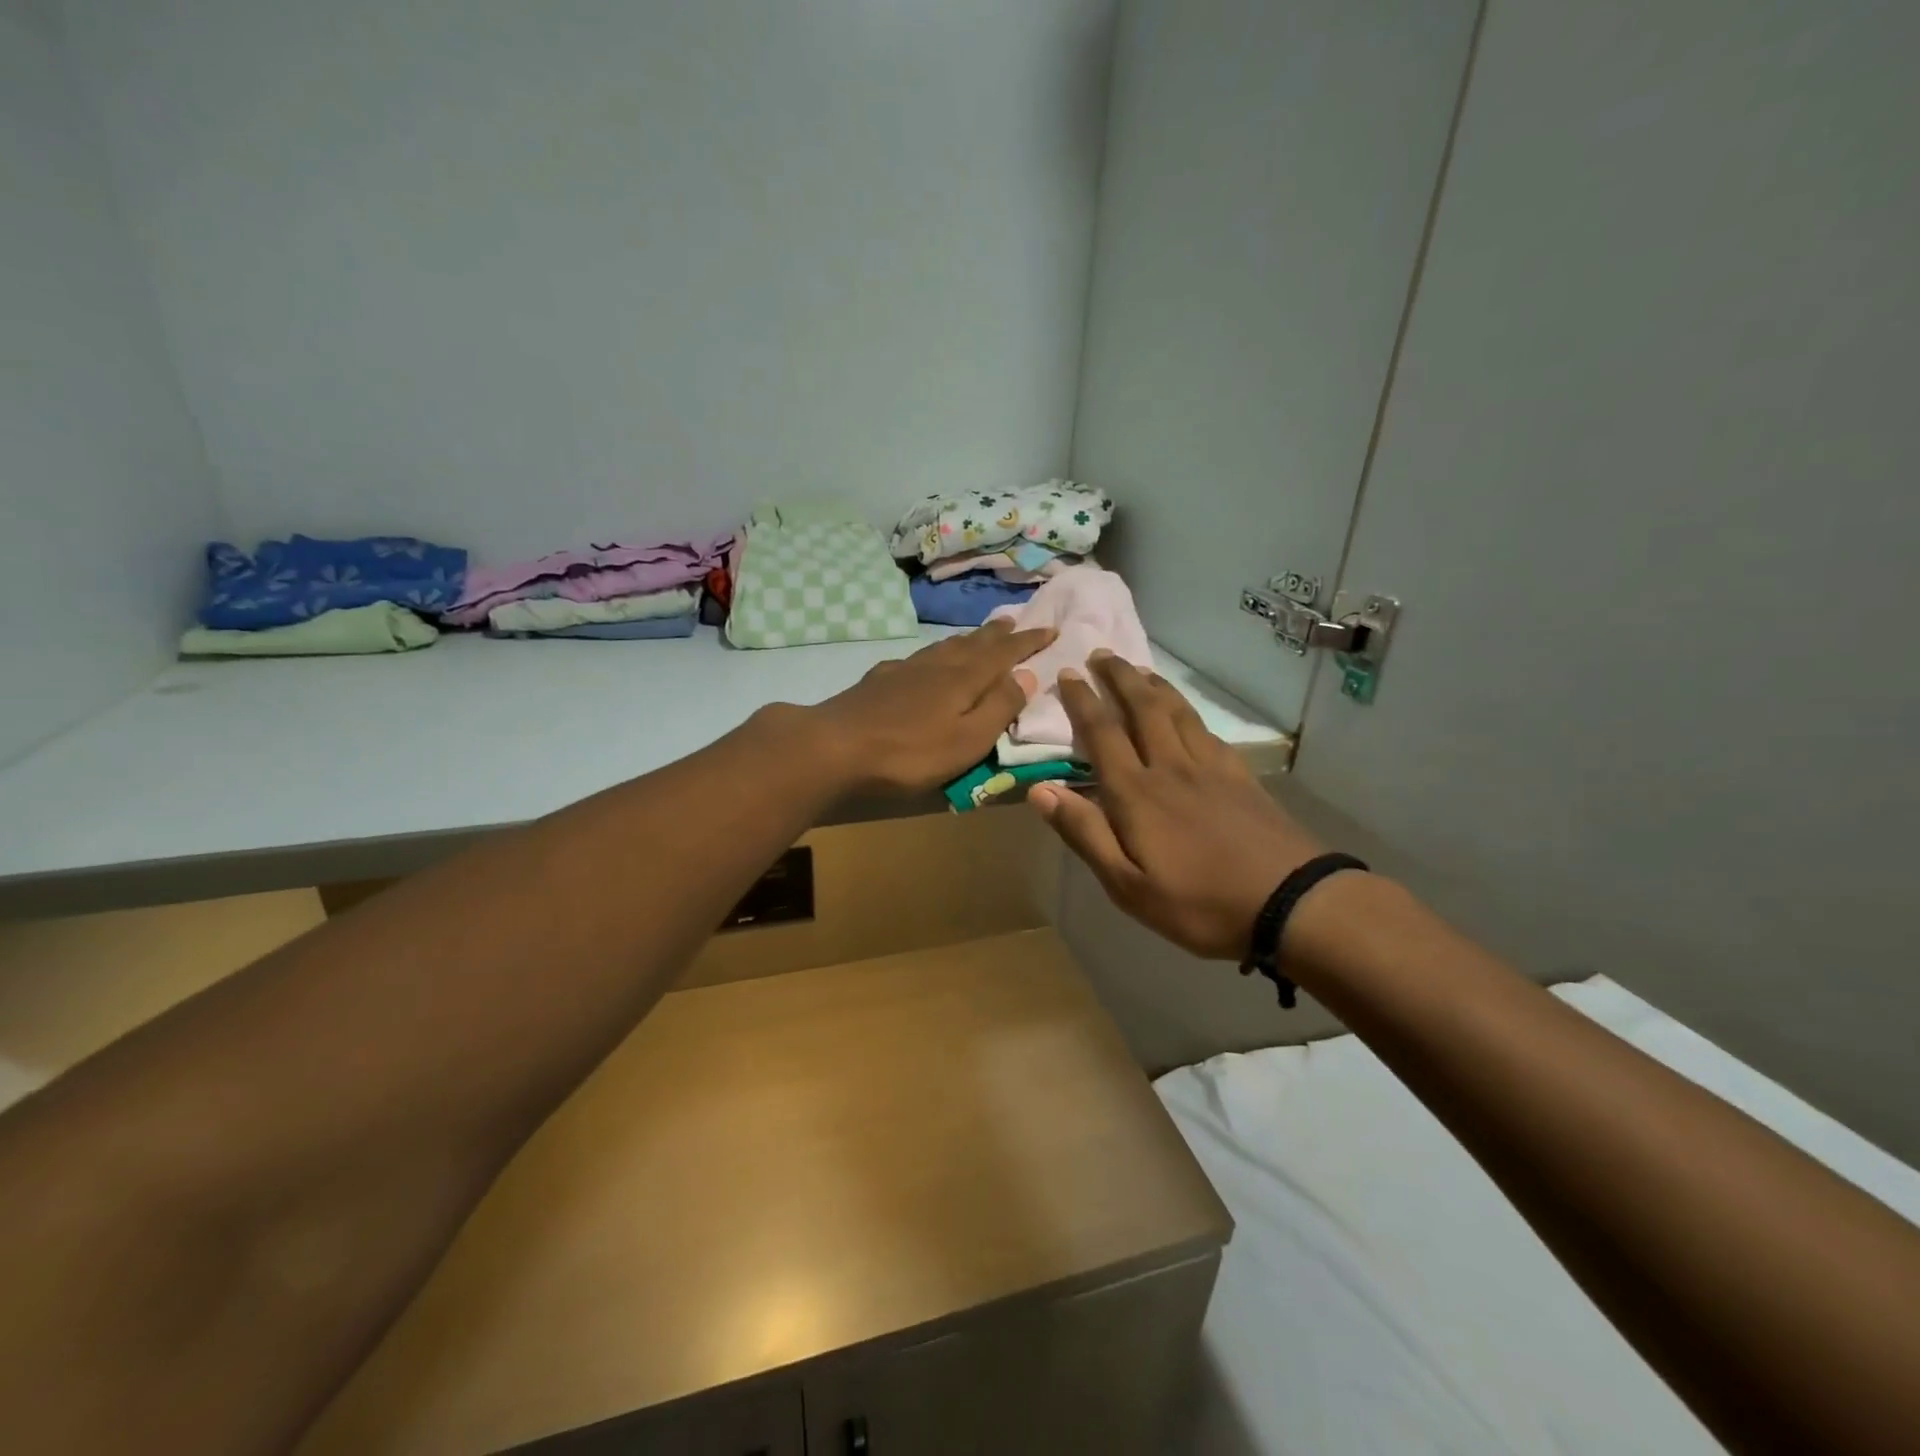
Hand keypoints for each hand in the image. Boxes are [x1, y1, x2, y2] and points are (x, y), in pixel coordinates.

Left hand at [807, 620, 1054, 793]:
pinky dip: (934, 654)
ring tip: (978, 635)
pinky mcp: (880, 680)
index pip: (1005, 653)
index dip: (1028, 642)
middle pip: (973, 643)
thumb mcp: (968, 740)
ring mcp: (905, 669)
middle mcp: (938, 665)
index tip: (1049, 629)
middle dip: (997, 633)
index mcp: (965, 679)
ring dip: (967, 639)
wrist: (835, 745)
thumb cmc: (910, 752)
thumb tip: (1028, 676)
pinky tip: (925, 662)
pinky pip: (918, 658)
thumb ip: (1000, 708)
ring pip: (944, 647)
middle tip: (1013, 621)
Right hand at [1029, 652, 1325, 959]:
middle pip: (1142, 709)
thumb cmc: (1199, 903)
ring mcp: (1210, 768)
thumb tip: (1040, 789)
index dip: (1082, 701)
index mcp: (1137, 794)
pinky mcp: (1240, 776)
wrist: (1290, 902)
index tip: (1067, 674)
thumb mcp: (1127, 886)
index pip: (1103, 734)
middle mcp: (1170, 768)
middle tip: (1101, 653)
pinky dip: (1188, 711)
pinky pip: (1207, 730)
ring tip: (1139, 669)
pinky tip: (1186, 713)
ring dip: (1153, 686)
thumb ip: (1085, 833)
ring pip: (1177, 712)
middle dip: (1119, 677)